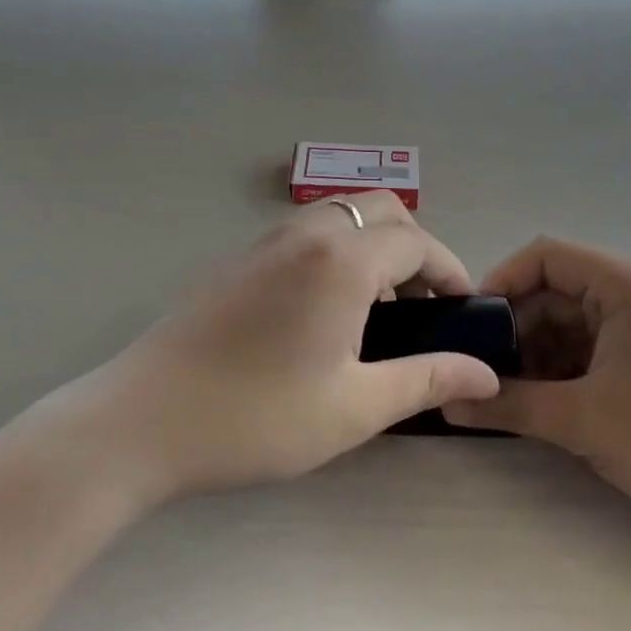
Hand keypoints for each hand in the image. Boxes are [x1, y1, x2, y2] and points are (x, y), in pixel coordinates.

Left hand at [76, 194, 499, 504]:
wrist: (145, 420)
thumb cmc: (258, 416)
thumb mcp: (355, 407)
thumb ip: (427, 378)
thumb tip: (485, 373)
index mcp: (341, 260)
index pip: (416, 242)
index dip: (449, 271)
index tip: (462, 310)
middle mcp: (305, 234)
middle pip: (379, 211)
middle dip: (414, 249)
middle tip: (421, 306)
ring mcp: (264, 242)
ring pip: (339, 217)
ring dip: (372, 246)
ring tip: (376, 310)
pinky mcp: (236, 260)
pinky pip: (304, 234)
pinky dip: (335, 252)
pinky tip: (323, 311)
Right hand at [443, 238, 630, 567]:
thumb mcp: (584, 423)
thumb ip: (510, 405)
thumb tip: (448, 401)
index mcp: (626, 284)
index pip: (544, 256)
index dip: (500, 283)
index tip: (470, 328)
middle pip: (556, 289)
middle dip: (517, 329)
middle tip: (484, 372)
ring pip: (572, 321)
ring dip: (538, 353)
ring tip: (510, 395)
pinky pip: (595, 345)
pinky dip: (566, 368)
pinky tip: (548, 403)